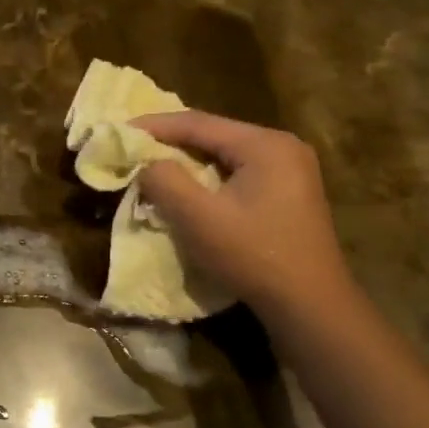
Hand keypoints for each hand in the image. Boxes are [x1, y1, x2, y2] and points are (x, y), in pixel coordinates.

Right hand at [133, 111, 350, 318]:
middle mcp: (283, 147)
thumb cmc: (253, 256)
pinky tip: (190, 188)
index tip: (120, 131)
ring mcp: (292, 170)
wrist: (309, 304)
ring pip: (226, 155)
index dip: (155, 125)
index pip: (199, 123)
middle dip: (172, 142)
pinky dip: (209, 177)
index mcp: (265, 144)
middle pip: (215, 135)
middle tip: (134, 149)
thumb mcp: (198, 218)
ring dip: (189, 161)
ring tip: (154, 167)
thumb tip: (148, 164)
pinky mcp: (290, 193)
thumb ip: (165, 181)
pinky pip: (240, 172)